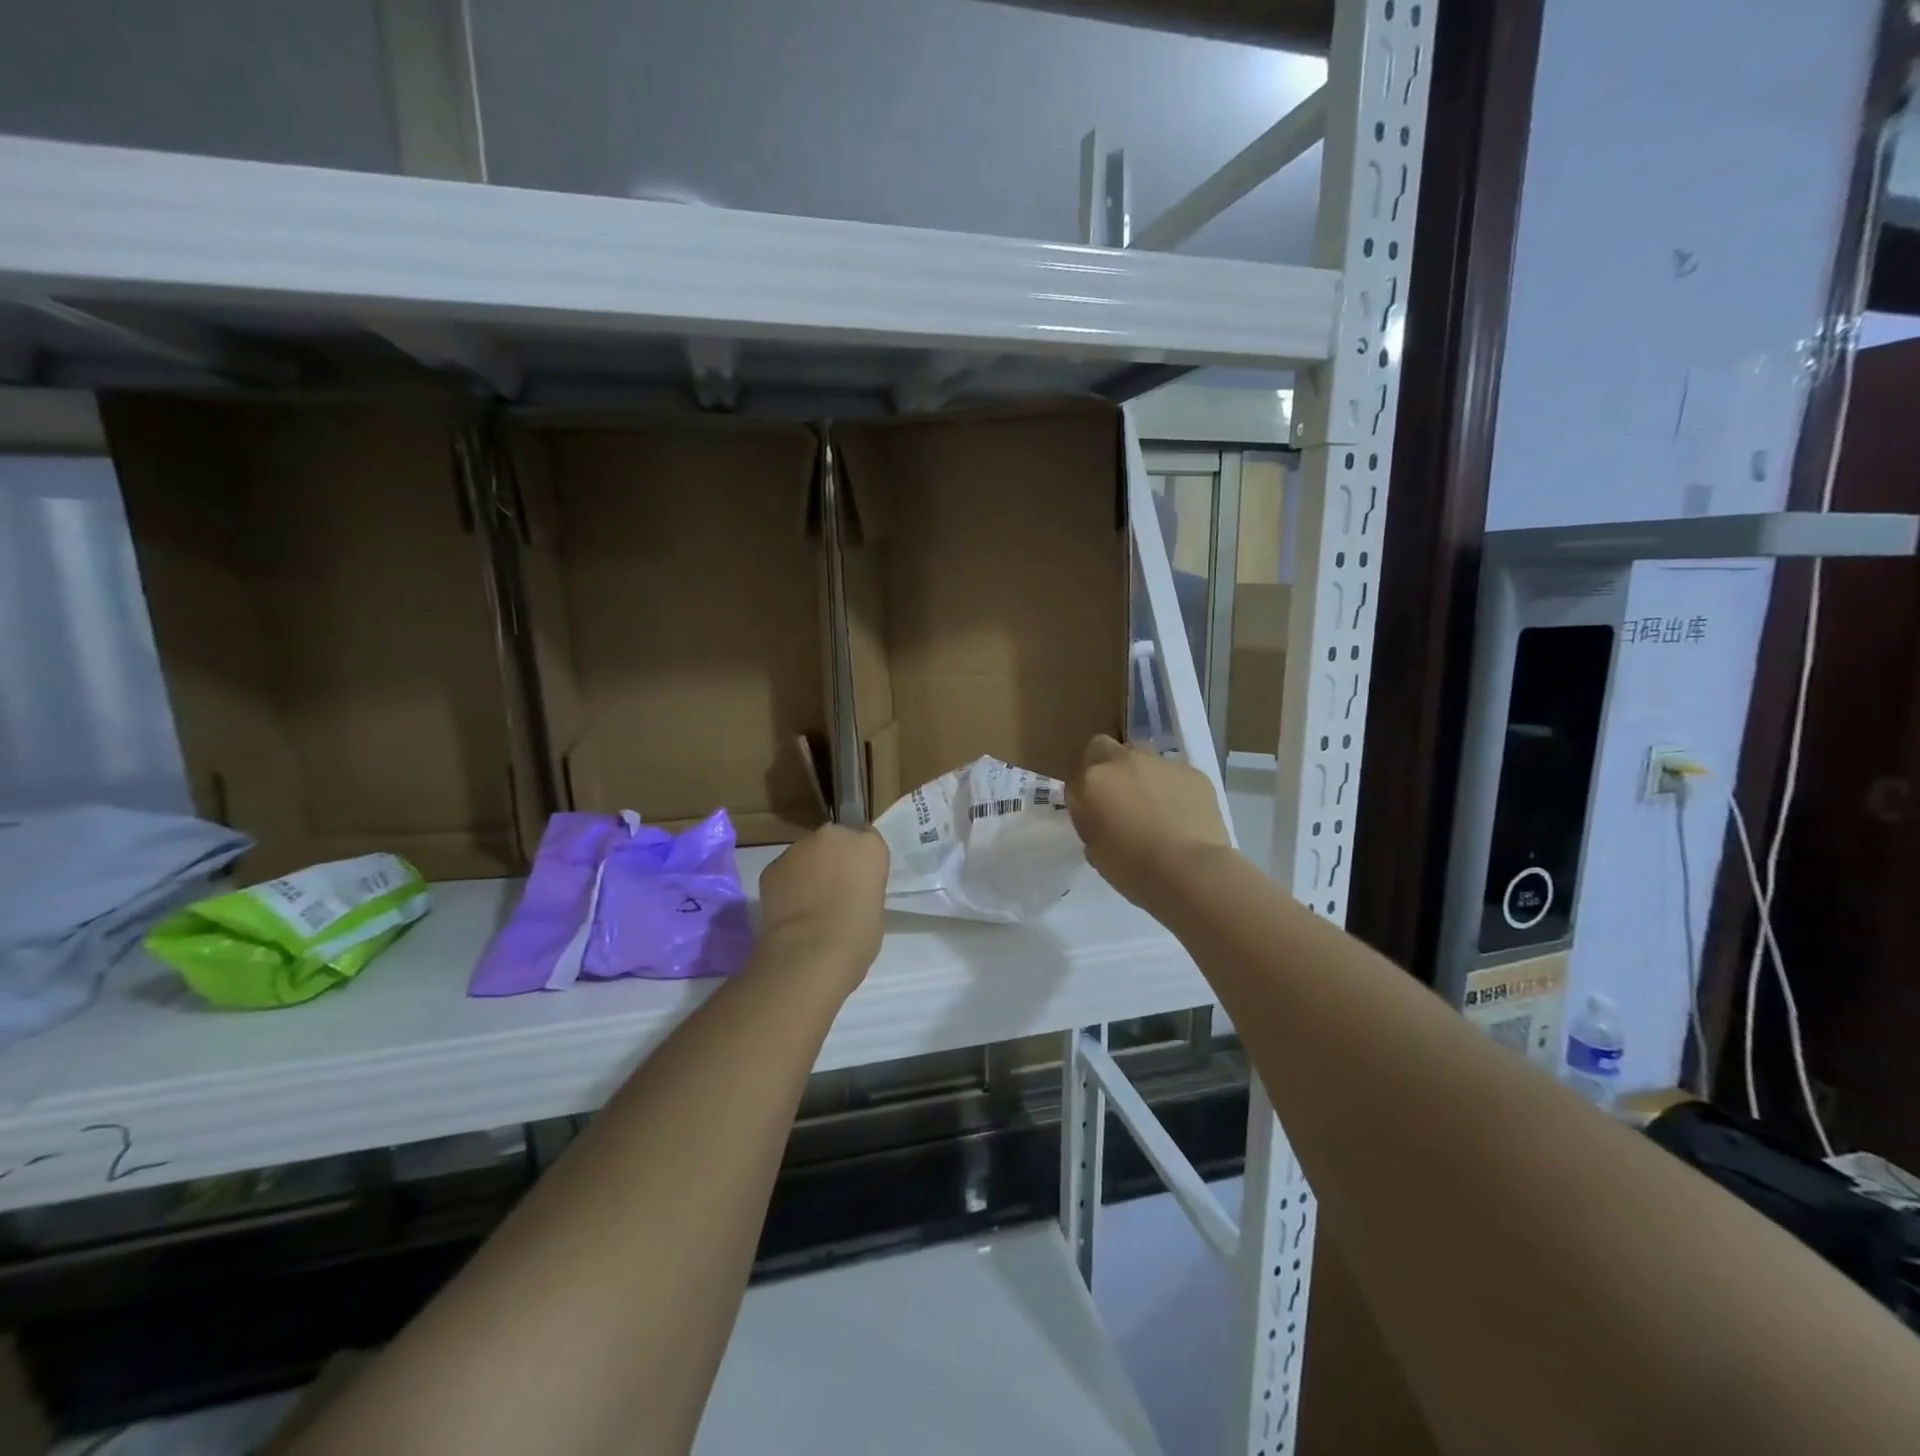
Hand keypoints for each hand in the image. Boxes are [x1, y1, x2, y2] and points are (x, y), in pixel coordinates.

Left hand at [757, 825, 889, 996]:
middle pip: (834, 842)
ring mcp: (799, 848)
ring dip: (807, 872)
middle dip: (833, 860)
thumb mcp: (875, 907)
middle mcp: (834, 836)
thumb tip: (847, 893)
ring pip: (806, 855)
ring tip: (807, 906)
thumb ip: (862, 887)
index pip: (867, 842)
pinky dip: (786, 886)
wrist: (811, 952)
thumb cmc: (858, 934)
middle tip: (833, 892)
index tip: (859, 883)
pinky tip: (789, 913)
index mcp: (868, 845)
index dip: (861, 863)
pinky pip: (784, 872)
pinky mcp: (772, 866)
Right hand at [1067, 735, 1230, 910]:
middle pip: (1103, 748)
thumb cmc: (1133, 869)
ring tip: (1153, 804)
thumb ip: (1090, 822)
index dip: (1084, 798)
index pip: (1076, 781)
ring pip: (1141, 755)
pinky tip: (1181, 813)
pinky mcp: (1193, 772)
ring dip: (1139, 773)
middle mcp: (1123, 762)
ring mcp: (1161, 763)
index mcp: (1093, 781)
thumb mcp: (1094, 851)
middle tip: (1117, 798)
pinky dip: (1172, 787)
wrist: (1191, 871)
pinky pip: (1174, 773)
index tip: (1093, 816)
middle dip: (1105, 766)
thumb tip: (1097, 813)